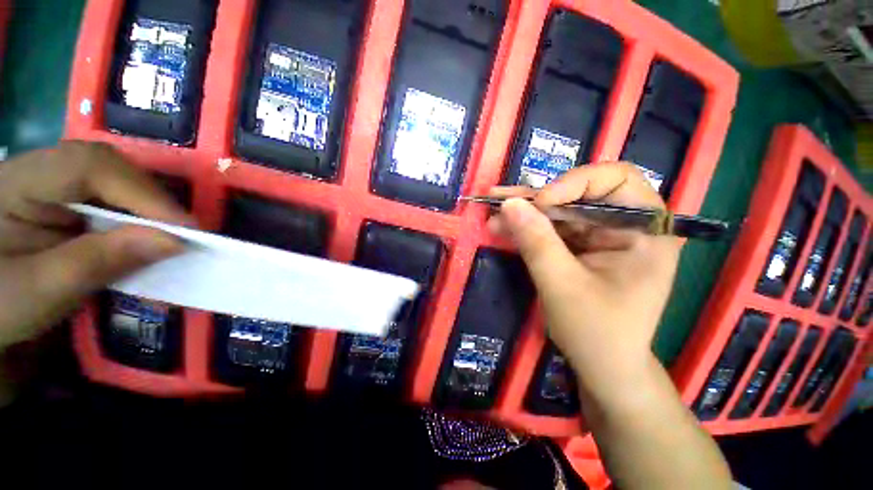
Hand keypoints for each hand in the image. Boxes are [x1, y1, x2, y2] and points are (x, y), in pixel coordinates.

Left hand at [0, 141, 192, 350]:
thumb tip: (174, 241)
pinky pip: (111, 199)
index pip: (89, 166)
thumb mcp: (43, 289)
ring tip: (172, 236)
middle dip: (151, 200)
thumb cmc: (0, 304)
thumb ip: (101, 261)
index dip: (143, 193)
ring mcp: (51, 182)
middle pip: (108, 168)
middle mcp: (38, 170)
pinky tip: (146, 236)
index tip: (185, 230)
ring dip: (148, 209)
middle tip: (186, 234)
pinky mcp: (64, 200)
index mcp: (18, 182)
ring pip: (115, 181)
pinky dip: (137, 218)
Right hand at [487, 163, 681, 385]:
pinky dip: (525, 228)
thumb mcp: (562, 286)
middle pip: (579, 194)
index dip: (574, 183)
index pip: (615, 179)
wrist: (602, 367)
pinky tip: (501, 227)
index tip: (540, 204)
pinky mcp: (579, 247)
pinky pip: (550, 229)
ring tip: (492, 211)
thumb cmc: (596, 332)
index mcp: (646, 230)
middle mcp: (625, 225)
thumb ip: (536, 242)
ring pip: (558, 210)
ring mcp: (600, 235)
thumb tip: (509, 203)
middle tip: (499, 200)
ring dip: (524, 213)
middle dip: (536, 199)